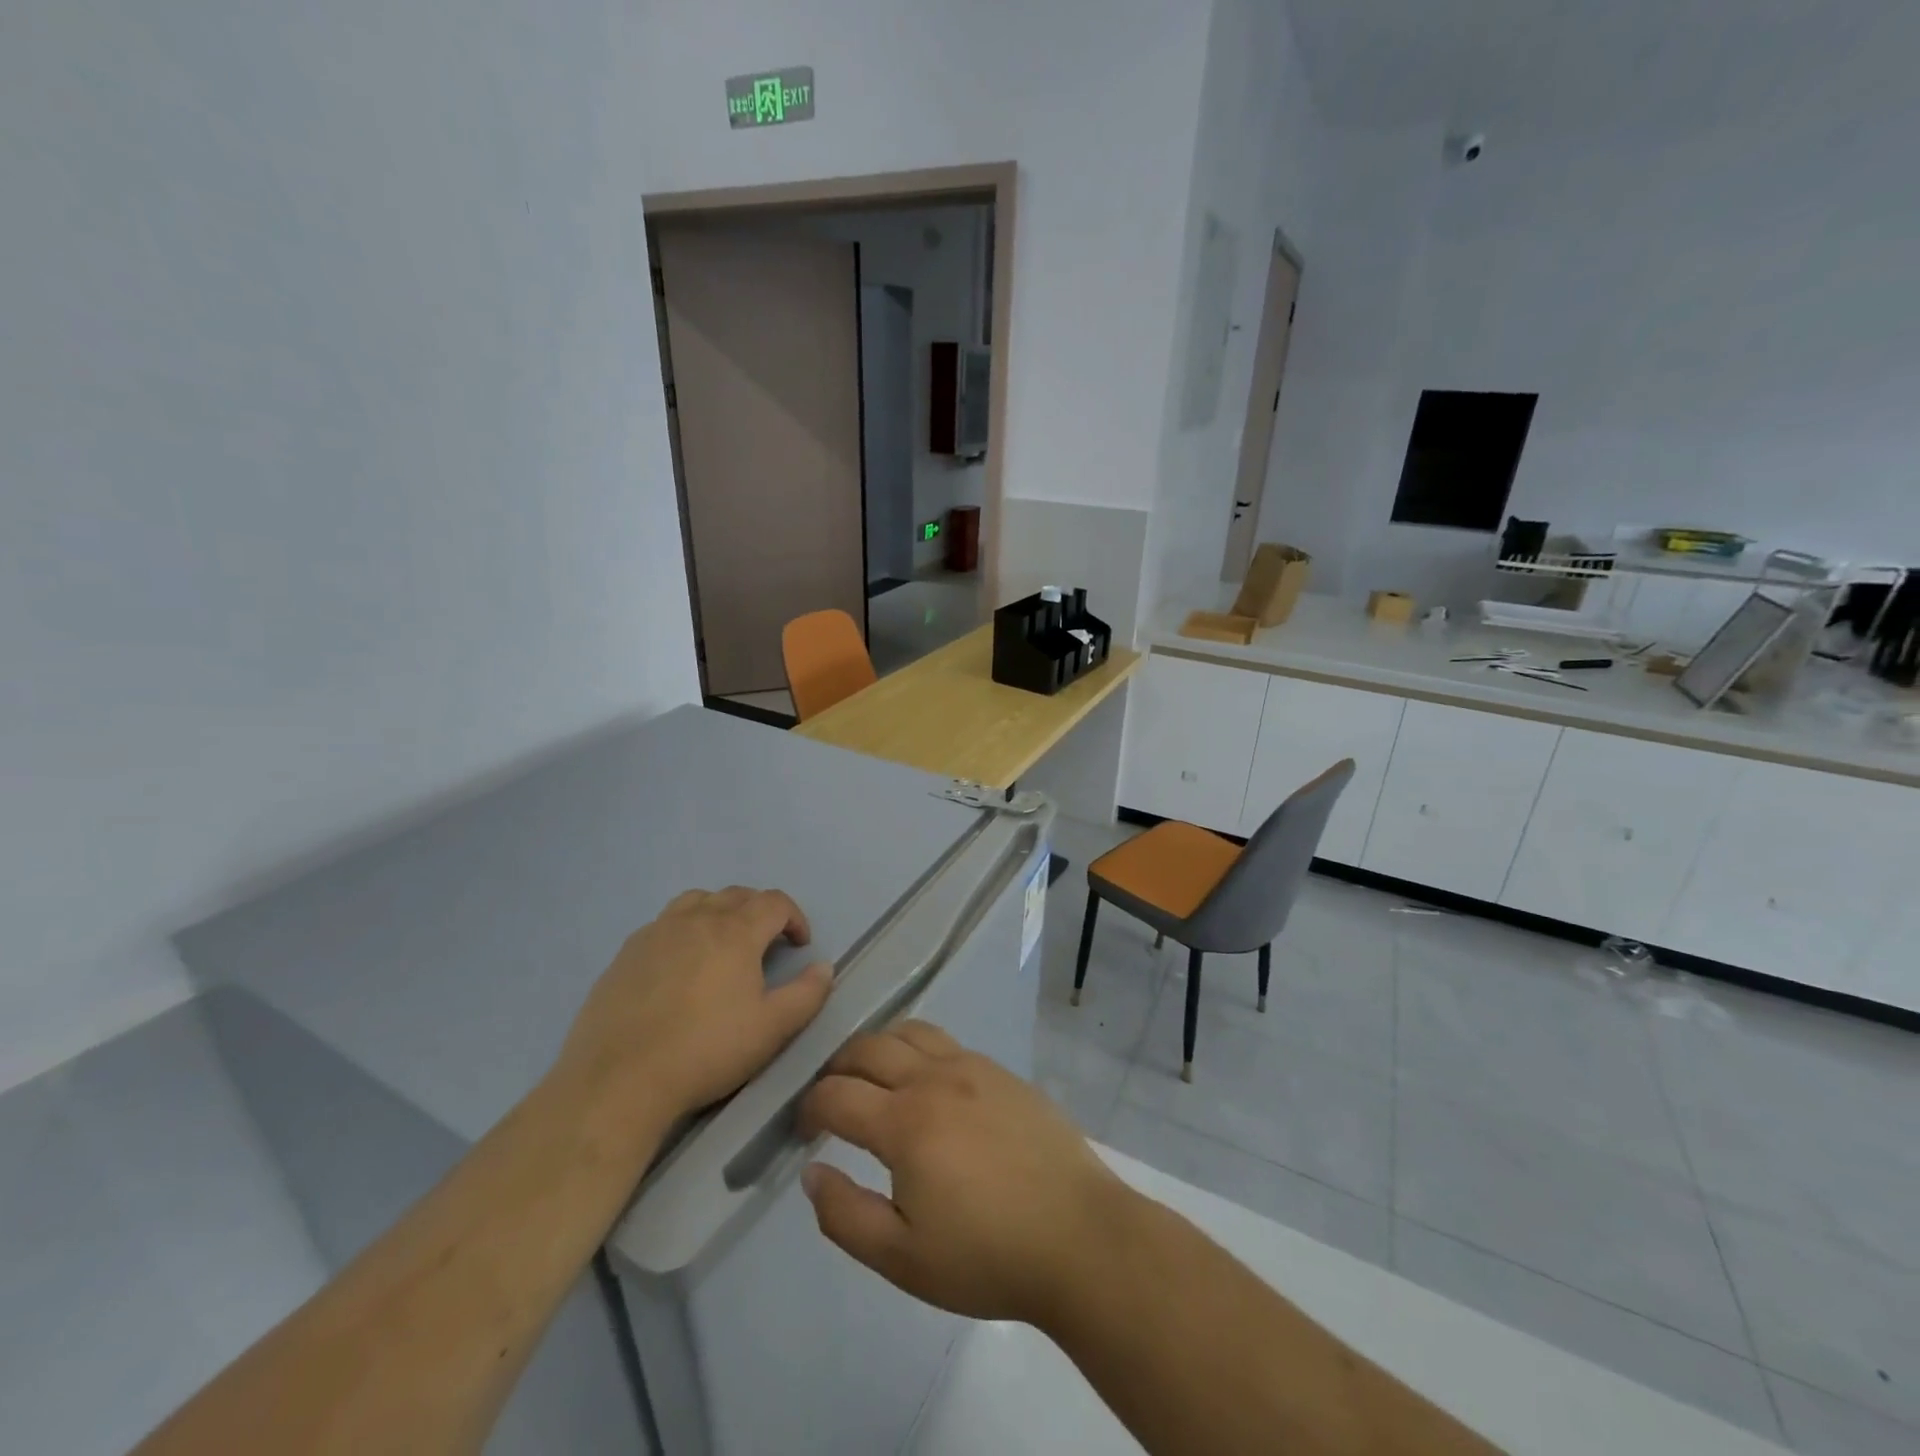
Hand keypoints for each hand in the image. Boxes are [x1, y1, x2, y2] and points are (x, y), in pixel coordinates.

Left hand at [554, 887, 834, 1127]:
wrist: (619, 1080)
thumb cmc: (706, 1051)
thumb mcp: (772, 1029)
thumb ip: (807, 994)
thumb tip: (824, 967)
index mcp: (735, 932)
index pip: (774, 902)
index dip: (795, 917)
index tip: (800, 945)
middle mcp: (696, 919)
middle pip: (736, 895)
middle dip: (759, 911)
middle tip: (767, 943)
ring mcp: (655, 933)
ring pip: (695, 901)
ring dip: (718, 911)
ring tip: (721, 943)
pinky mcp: (625, 954)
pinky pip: (662, 925)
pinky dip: (682, 931)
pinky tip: (678, 967)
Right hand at [796, 1021, 1129, 1330]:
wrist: (1078, 1235)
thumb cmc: (987, 1255)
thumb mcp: (902, 1258)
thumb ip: (845, 1215)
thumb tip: (811, 1173)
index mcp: (904, 1123)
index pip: (835, 1094)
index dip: (808, 1107)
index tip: (803, 1130)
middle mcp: (933, 1078)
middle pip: (867, 1047)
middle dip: (836, 1067)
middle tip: (829, 1097)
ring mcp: (971, 1066)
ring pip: (908, 1031)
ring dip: (877, 1046)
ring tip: (871, 1077)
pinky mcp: (1000, 1070)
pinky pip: (945, 1041)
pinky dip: (917, 1048)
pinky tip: (925, 1081)